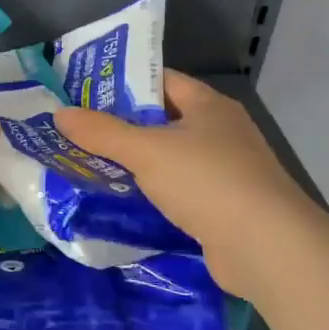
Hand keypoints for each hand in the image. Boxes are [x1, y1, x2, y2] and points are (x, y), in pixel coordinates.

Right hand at [56, 70, 323, 289]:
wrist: (269, 249)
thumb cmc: (207, 182)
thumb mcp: (146, 151)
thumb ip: (101, 132)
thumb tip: (60, 114)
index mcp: (208, 105)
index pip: (160, 80)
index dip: (123, 83)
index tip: (85, 92)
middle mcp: (221, 131)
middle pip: (163, 119)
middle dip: (123, 125)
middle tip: (79, 130)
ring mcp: (227, 170)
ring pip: (171, 157)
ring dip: (138, 163)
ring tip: (91, 164)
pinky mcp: (226, 207)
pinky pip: (180, 190)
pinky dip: (155, 193)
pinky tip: (125, 201)